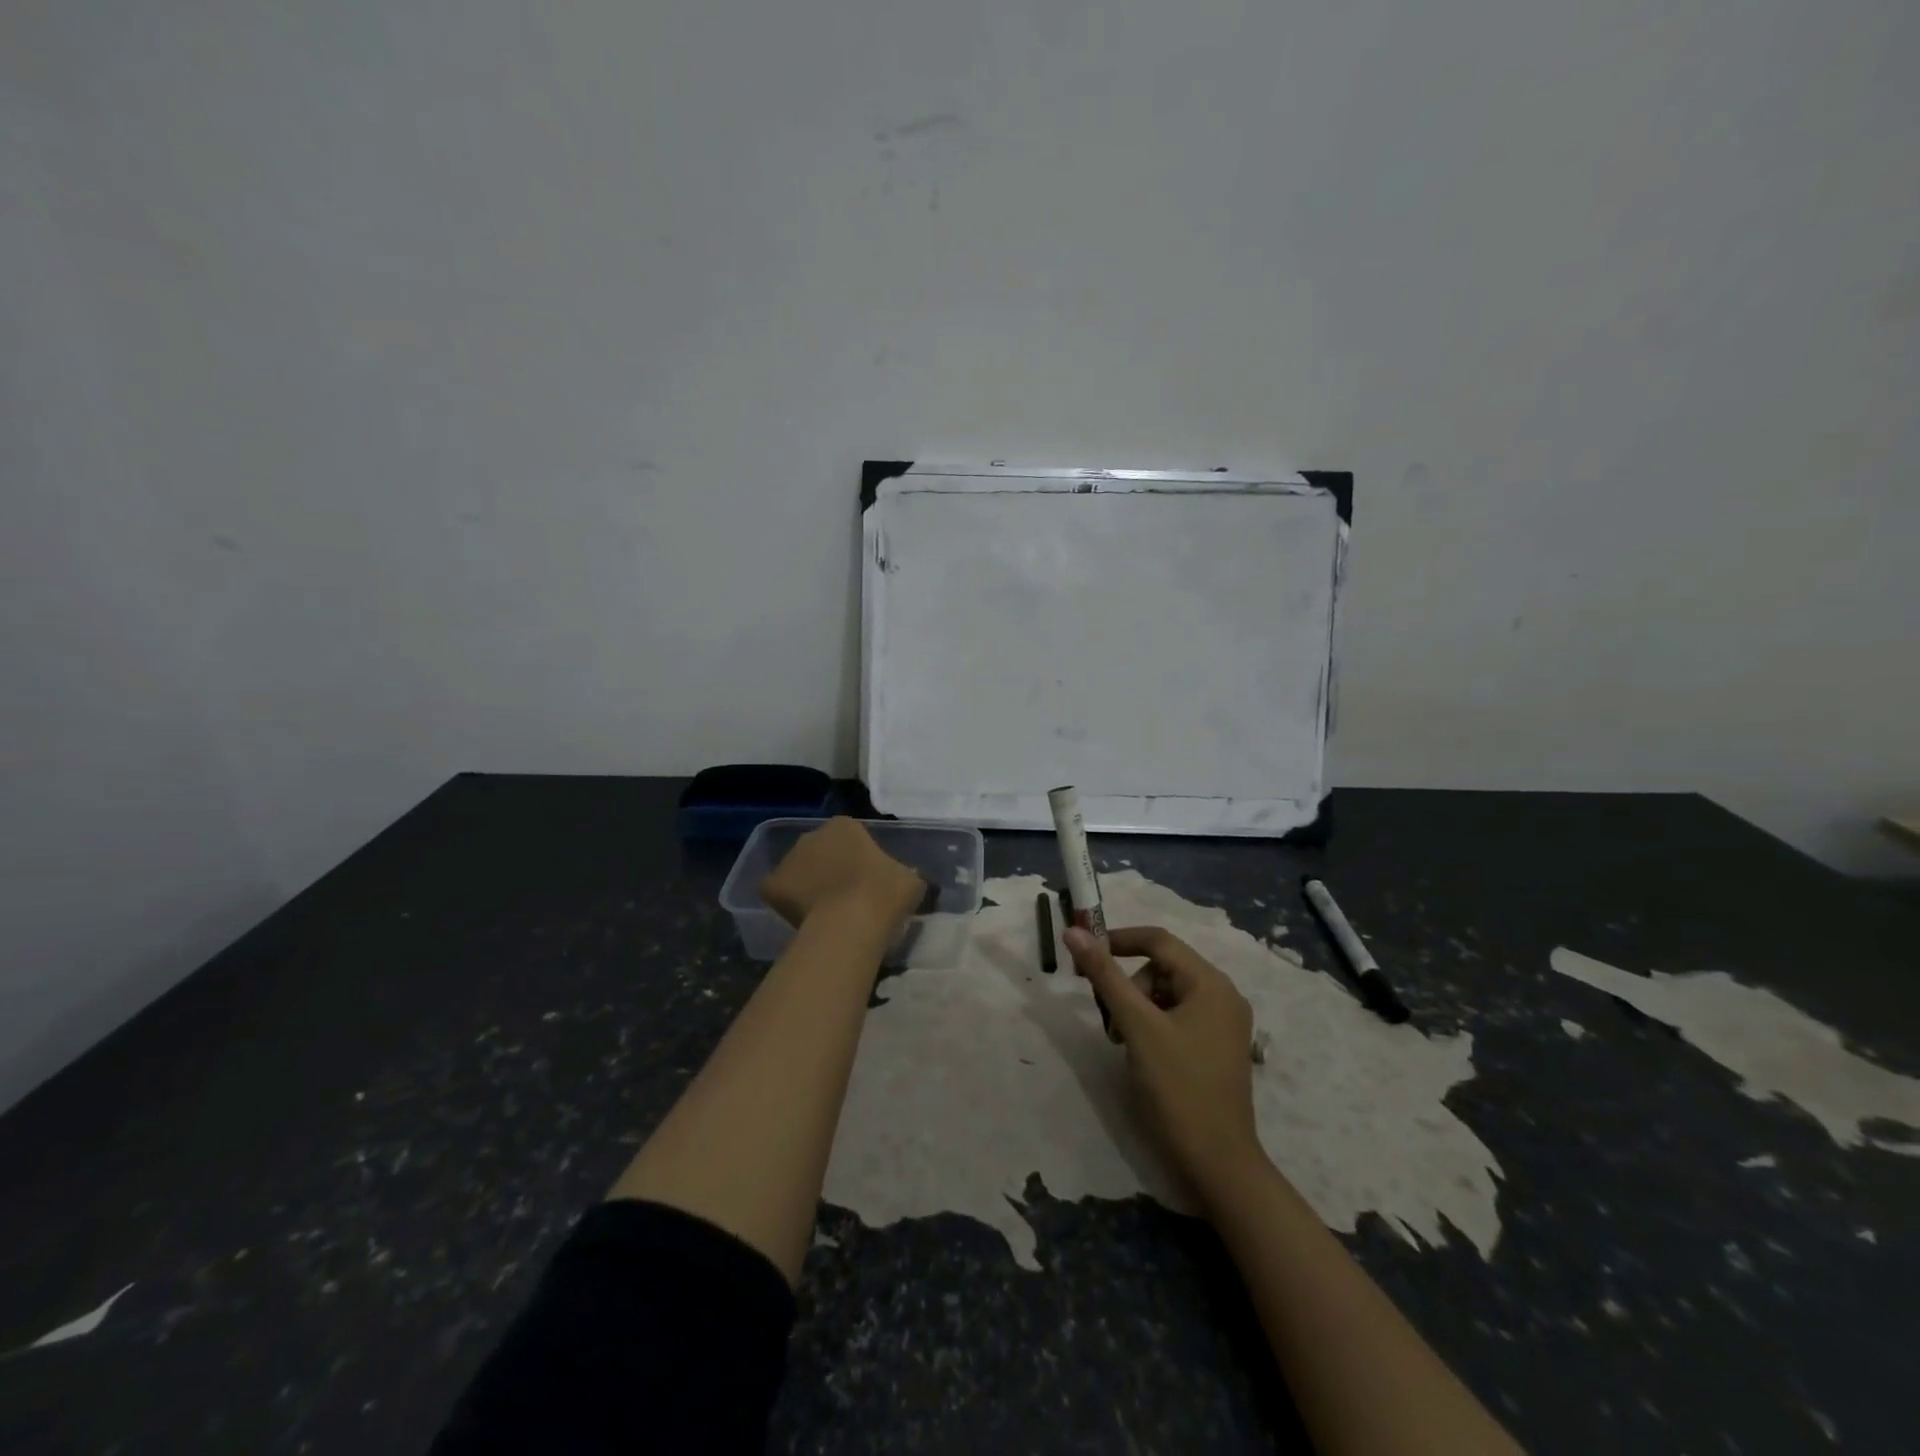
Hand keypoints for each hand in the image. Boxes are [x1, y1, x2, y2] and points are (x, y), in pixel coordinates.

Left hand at [758, 817, 925, 932]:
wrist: (852, 921)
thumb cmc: (886, 893)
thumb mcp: (911, 879)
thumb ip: (903, 874)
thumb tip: (903, 881)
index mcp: (845, 826)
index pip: (850, 837)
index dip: (858, 859)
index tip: (867, 881)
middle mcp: (813, 835)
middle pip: (821, 851)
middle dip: (829, 868)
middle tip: (845, 896)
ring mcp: (789, 859)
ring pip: (799, 871)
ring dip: (808, 885)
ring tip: (824, 912)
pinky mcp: (772, 885)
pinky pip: (779, 893)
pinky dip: (786, 903)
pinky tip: (801, 919)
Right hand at [1064, 925, 1263, 1204]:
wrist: (1218, 1166)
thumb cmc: (1178, 1089)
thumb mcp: (1136, 1026)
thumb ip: (1105, 975)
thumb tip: (1074, 930)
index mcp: (1211, 983)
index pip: (1158, 940)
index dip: (1118, 941)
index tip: (1084, 957)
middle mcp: (1223, 995)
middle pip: (1162, 968)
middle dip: (1128, 987)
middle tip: (1110, 1022)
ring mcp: (1223, 1024)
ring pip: (1166, 994)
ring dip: (1138, 1009)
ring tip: (1124, 1043)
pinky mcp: (1217, 1048)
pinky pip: (1178, 1017)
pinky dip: (1153, 1026)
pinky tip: (1143, 1055)